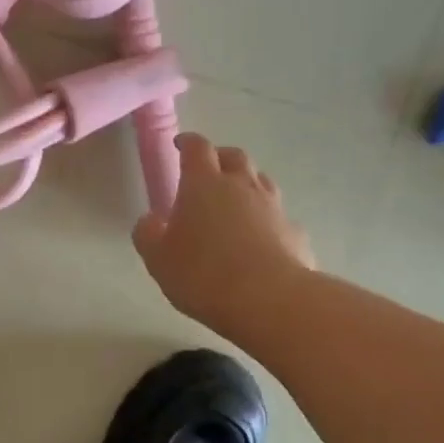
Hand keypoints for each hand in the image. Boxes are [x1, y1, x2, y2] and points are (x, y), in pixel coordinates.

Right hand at [134, 134, 315, 336]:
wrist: (269, 300)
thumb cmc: (203, 274)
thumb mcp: (158, 259)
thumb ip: (148, 234)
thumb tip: (150, 220)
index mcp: (204, 184)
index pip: (197, 148)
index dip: (187, 143)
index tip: (180, 145)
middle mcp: (242, 186)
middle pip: (234, 156)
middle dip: (220, 157)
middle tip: (209, 171)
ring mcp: (274, 207)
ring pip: (261, 181)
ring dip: (247, 184)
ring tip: (235, 202)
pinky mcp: (295, 232)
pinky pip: (279, 216)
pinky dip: (267, 220)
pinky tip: (261, 239)